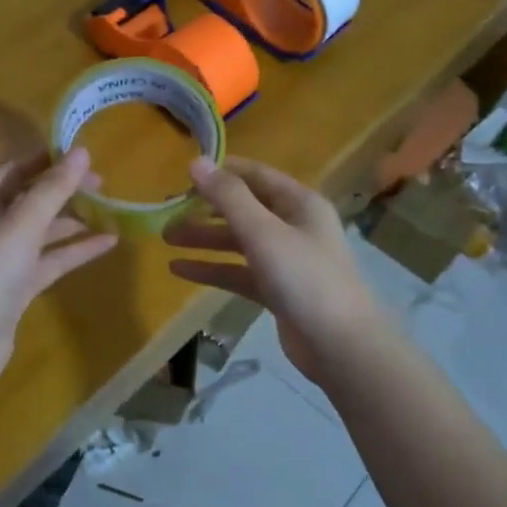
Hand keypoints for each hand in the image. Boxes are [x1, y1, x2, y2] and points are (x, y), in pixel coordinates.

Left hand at [0, 149, 117, 388]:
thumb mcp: (21, 225)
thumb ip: (52, 189)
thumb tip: (81, 152)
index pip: (14, 170)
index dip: (47, 161)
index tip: (84, 155)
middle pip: (29, 199)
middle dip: (64, 191)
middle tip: (103, 185)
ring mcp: (0, 259)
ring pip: (41, 231)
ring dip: (73, 221)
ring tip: (111, 211)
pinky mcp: (15, 288)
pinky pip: (48, 261)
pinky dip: (74, 251)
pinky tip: (107, 243)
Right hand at [164, 157, 384, 381]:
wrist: (340, 345)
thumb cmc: (305, 278)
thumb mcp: (264, 232)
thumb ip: (228, 197)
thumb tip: (196, 161)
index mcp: (299, 203)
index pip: (256, 176)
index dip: (222, 172)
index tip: (183, 175)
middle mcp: (294, 226)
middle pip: (244, 209)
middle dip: (206, 209)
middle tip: (168, 211)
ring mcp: (286, 260)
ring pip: (239, 242)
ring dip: (205, 239)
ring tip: (167, 239)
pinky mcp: (277, 290)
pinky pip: (239, 272)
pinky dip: (213, 269)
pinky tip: (180, 270)